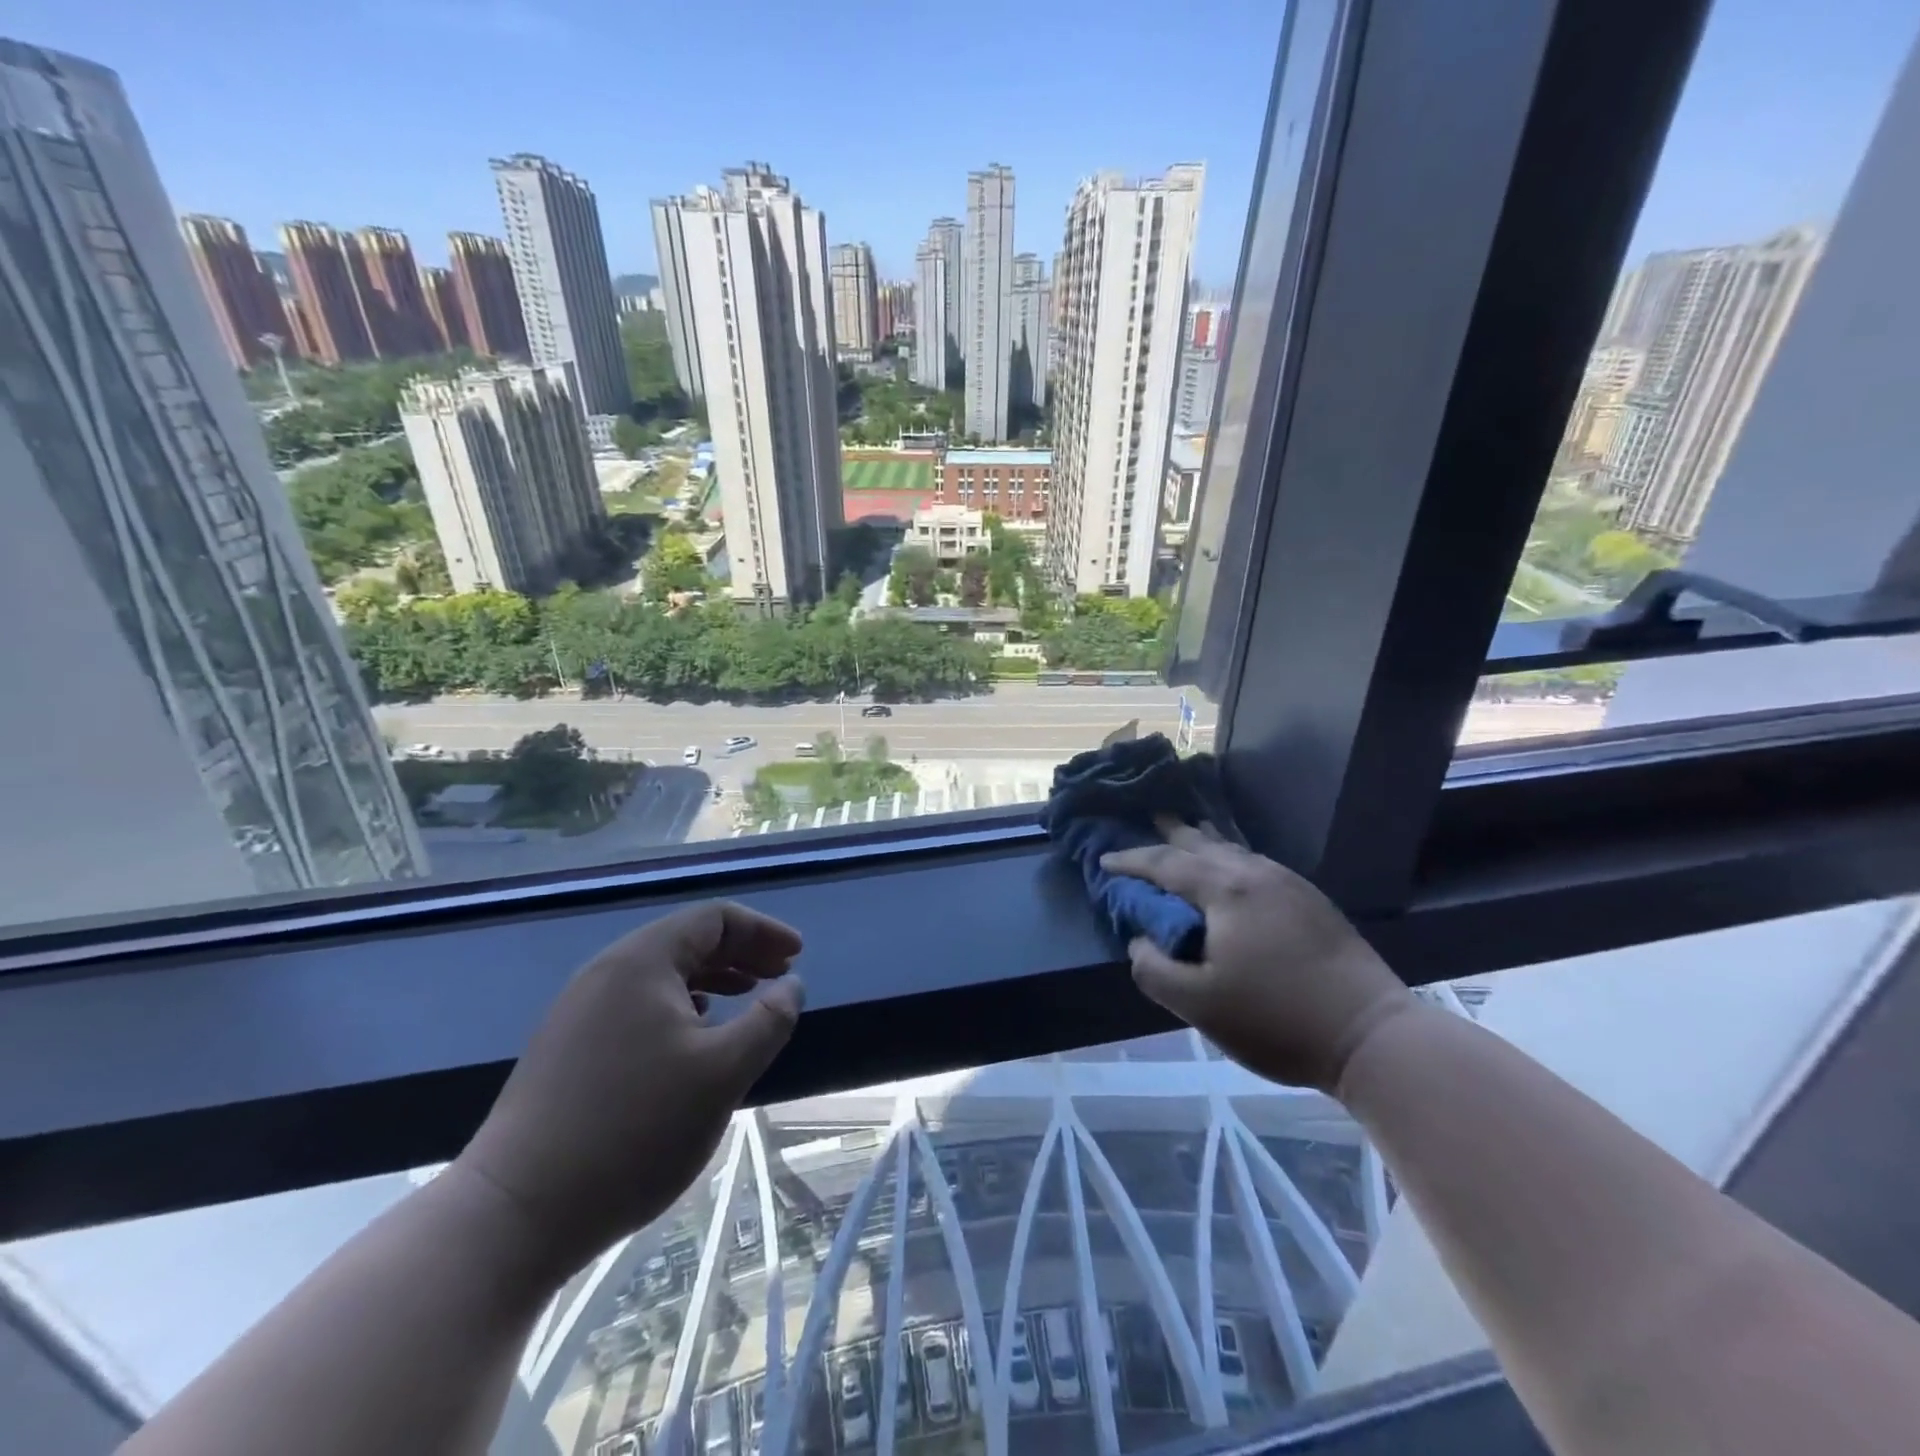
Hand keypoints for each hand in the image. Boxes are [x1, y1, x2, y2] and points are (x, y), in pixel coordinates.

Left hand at [456, 901, 804, 1275]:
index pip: (714, 919)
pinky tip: (693, 1035)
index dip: (762, 931)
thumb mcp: (722, 1073)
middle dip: (740, 953)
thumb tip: (791, 985)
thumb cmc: (634, 1130)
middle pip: (686, 940)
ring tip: (745, 1000)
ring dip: (712, 978)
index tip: (797, 956)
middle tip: (779, 976)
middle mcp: (606, 972)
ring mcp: (580, 1009)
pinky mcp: (567, 1046)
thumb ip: (768, 1021)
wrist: (516, 1213)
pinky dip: (679, 1004)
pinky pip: (637, 1003)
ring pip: (660, 974)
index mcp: (642, 961)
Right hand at [1102, 824, 1414, 1092]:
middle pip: (1203, 844)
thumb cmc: (1276, 1020)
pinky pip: (1257, 865)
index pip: (1165, 864)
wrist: (1372, 1036)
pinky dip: (1232, 859)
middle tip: (1151, 817)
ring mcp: (1290, 885)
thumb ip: (1155, 969)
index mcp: (1226, 890)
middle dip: (1172, 833)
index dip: (1132, 860)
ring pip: (1235, 852)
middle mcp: (1257, 874)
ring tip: (1188, 835)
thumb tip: (1140, 941)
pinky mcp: (1313, 903)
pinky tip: (1235, 871)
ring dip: (1204, 843)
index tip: (1105, 859)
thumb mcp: (1199, 1005)